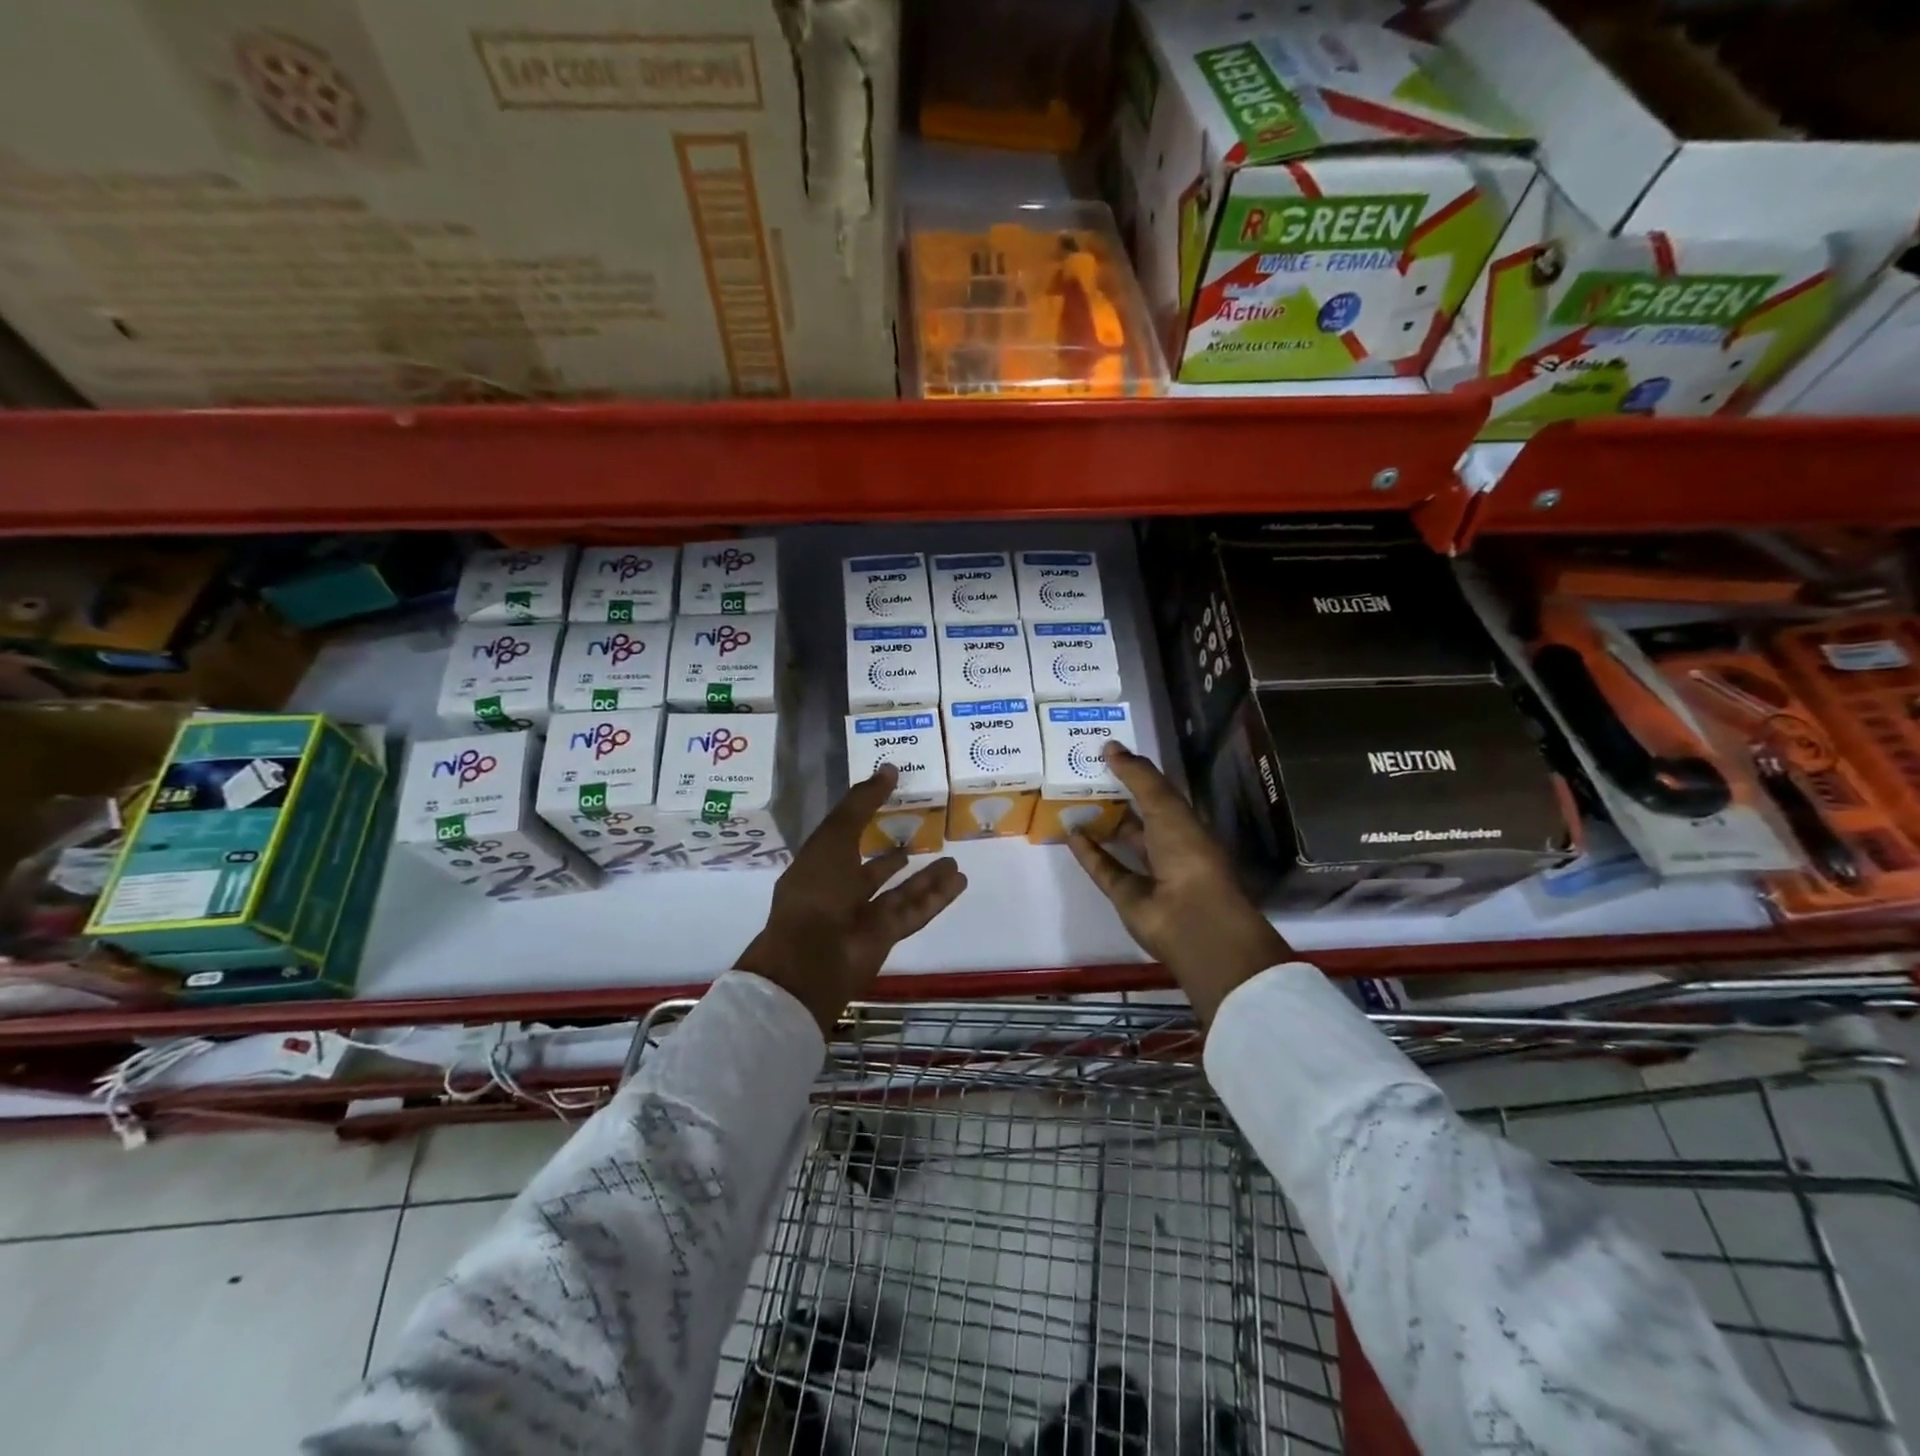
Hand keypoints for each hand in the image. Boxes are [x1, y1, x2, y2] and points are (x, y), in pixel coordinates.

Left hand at [736, 766, 967, 1032]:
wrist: (813, 957)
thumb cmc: (817, 890)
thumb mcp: (834, 837)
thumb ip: (862, 803)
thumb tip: (888, 768)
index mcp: (819, 866)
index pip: (844, 837)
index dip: (865, 817)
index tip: (892, 798)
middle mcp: (841, 891)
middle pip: (875, 869)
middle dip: (897, 854)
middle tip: (926, 834)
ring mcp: (864, 915)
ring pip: (901, 891)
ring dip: (927, 876)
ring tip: (954, 859)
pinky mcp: (886, 934)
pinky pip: (916, 910)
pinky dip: (937, 896)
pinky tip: (959, 880)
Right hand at [1066, 742, 1291, 1025]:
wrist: (1190, 917)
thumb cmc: (1187, 853)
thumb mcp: (1165, 805)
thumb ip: (1138, 776)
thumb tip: (1109, 745)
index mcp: (1186, 823)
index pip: (1158, 793)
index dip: (1136, 774)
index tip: (1107, 754)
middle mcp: (1168, 846)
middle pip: (1138, 816)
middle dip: (1114, 796)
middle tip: (1081, 772)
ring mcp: (1146, 872)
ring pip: (1119, 841)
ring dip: (1098, 822)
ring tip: (1069, 798)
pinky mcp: (1125, 894)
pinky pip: (1103, 867)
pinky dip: (1086, 851)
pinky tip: (1068, 830)